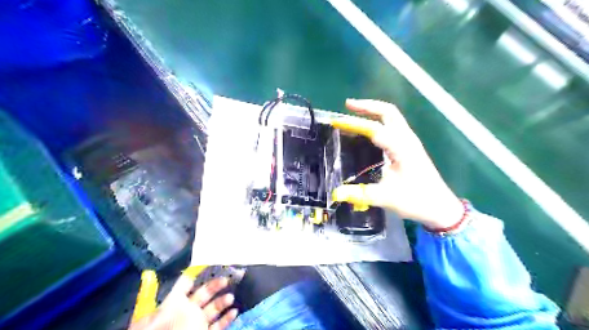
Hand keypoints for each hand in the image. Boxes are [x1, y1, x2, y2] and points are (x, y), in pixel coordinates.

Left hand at [130, 275, 237, 329]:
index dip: (195, 275)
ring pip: (213, 309)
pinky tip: (234, 312)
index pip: (185, 285)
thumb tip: (151, 273)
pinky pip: (218, 326)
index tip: (209, 263)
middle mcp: (187, 311)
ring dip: (222, 302)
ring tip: (230, 297)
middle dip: (215, 285)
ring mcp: (197, 323)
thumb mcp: (150, 315)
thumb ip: (152, 294)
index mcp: (173, 304)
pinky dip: (227, 319)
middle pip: (204, 294)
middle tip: (226, 279)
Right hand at [330, 100, 463, 230]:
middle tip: (348, 105)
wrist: (440, 207)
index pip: (375, 129)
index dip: (354, 124)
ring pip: (392, 117)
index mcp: (402, 148)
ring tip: (354, 112)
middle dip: (367, 106)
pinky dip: (378, 121)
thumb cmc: (416, 200)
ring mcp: (409, 142)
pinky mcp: (409, 148)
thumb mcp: (387, 198)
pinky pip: (393, 126)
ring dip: (373, 111)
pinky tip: (368, 130)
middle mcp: (406, 140)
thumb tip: (335, 193)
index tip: (336, 122)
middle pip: (388, 112)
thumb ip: (360, 194)